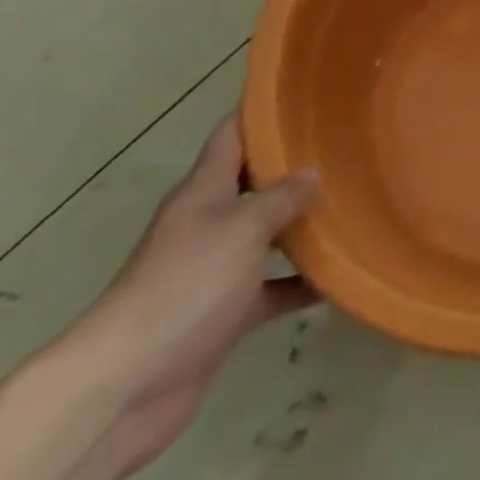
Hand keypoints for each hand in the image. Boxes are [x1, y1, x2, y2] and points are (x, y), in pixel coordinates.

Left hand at [64, 116, 317, 478]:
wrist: (124, 388)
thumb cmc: (183, 288)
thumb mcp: (241, 229)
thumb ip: (281, 198)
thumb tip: (313, 173)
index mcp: (203, 192)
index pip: (232, 135)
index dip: (262, 110)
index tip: (302, 91)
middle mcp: (209, 224)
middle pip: (255, 182)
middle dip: (295, 165)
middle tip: (347, 144)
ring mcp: (216, 270)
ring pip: (269, 235)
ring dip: (305, 224)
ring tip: (355, 202)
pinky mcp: (225, 314)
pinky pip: (273, 287)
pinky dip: (302, 282)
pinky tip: (341, 275)